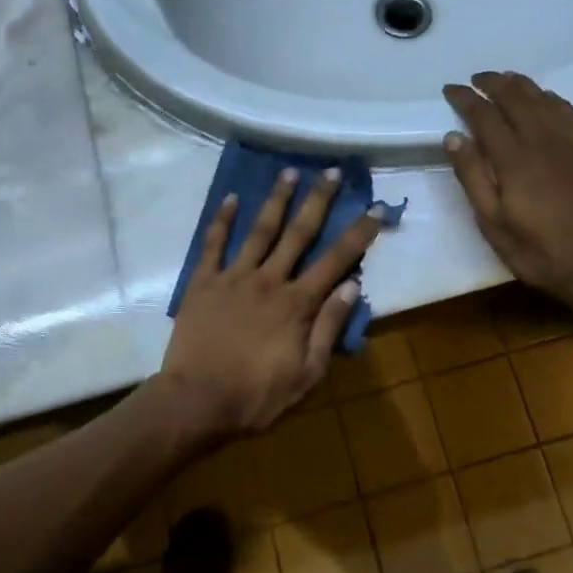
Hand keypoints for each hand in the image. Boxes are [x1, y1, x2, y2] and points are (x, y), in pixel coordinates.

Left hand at [161, 167, 388, 439]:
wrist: (196, 402)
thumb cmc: (256, 395)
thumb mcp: (306, 374)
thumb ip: (329, 328)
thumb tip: (352, 286)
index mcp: (297, 303)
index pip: (336, 260)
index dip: (359, 233)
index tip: (375, 207)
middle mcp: (269, 280)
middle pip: (299, 233)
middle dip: (318, 200)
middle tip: (331, 171)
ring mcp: (234, 277)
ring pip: (260, 230)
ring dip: (277, 199)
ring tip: (290, 171)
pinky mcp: (203, 282)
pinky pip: (214, 244)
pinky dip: (223, 220)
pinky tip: (232, 197)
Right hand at [442, 71, 572, 307]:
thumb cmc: (538, 251)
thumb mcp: (493, 223)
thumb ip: (473, 177)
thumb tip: (453, 136)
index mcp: (513, 159)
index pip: (484, 116)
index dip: (465, 99)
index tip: (450, 89)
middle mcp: (542, 141)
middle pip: (515, 98)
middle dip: (492, 83)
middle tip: (475, 79)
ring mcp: (570, 143)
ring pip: (543, 100)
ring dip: (521, 85)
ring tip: (505, 79)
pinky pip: (569, 112)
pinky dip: (552, 98)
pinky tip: (545, 98)